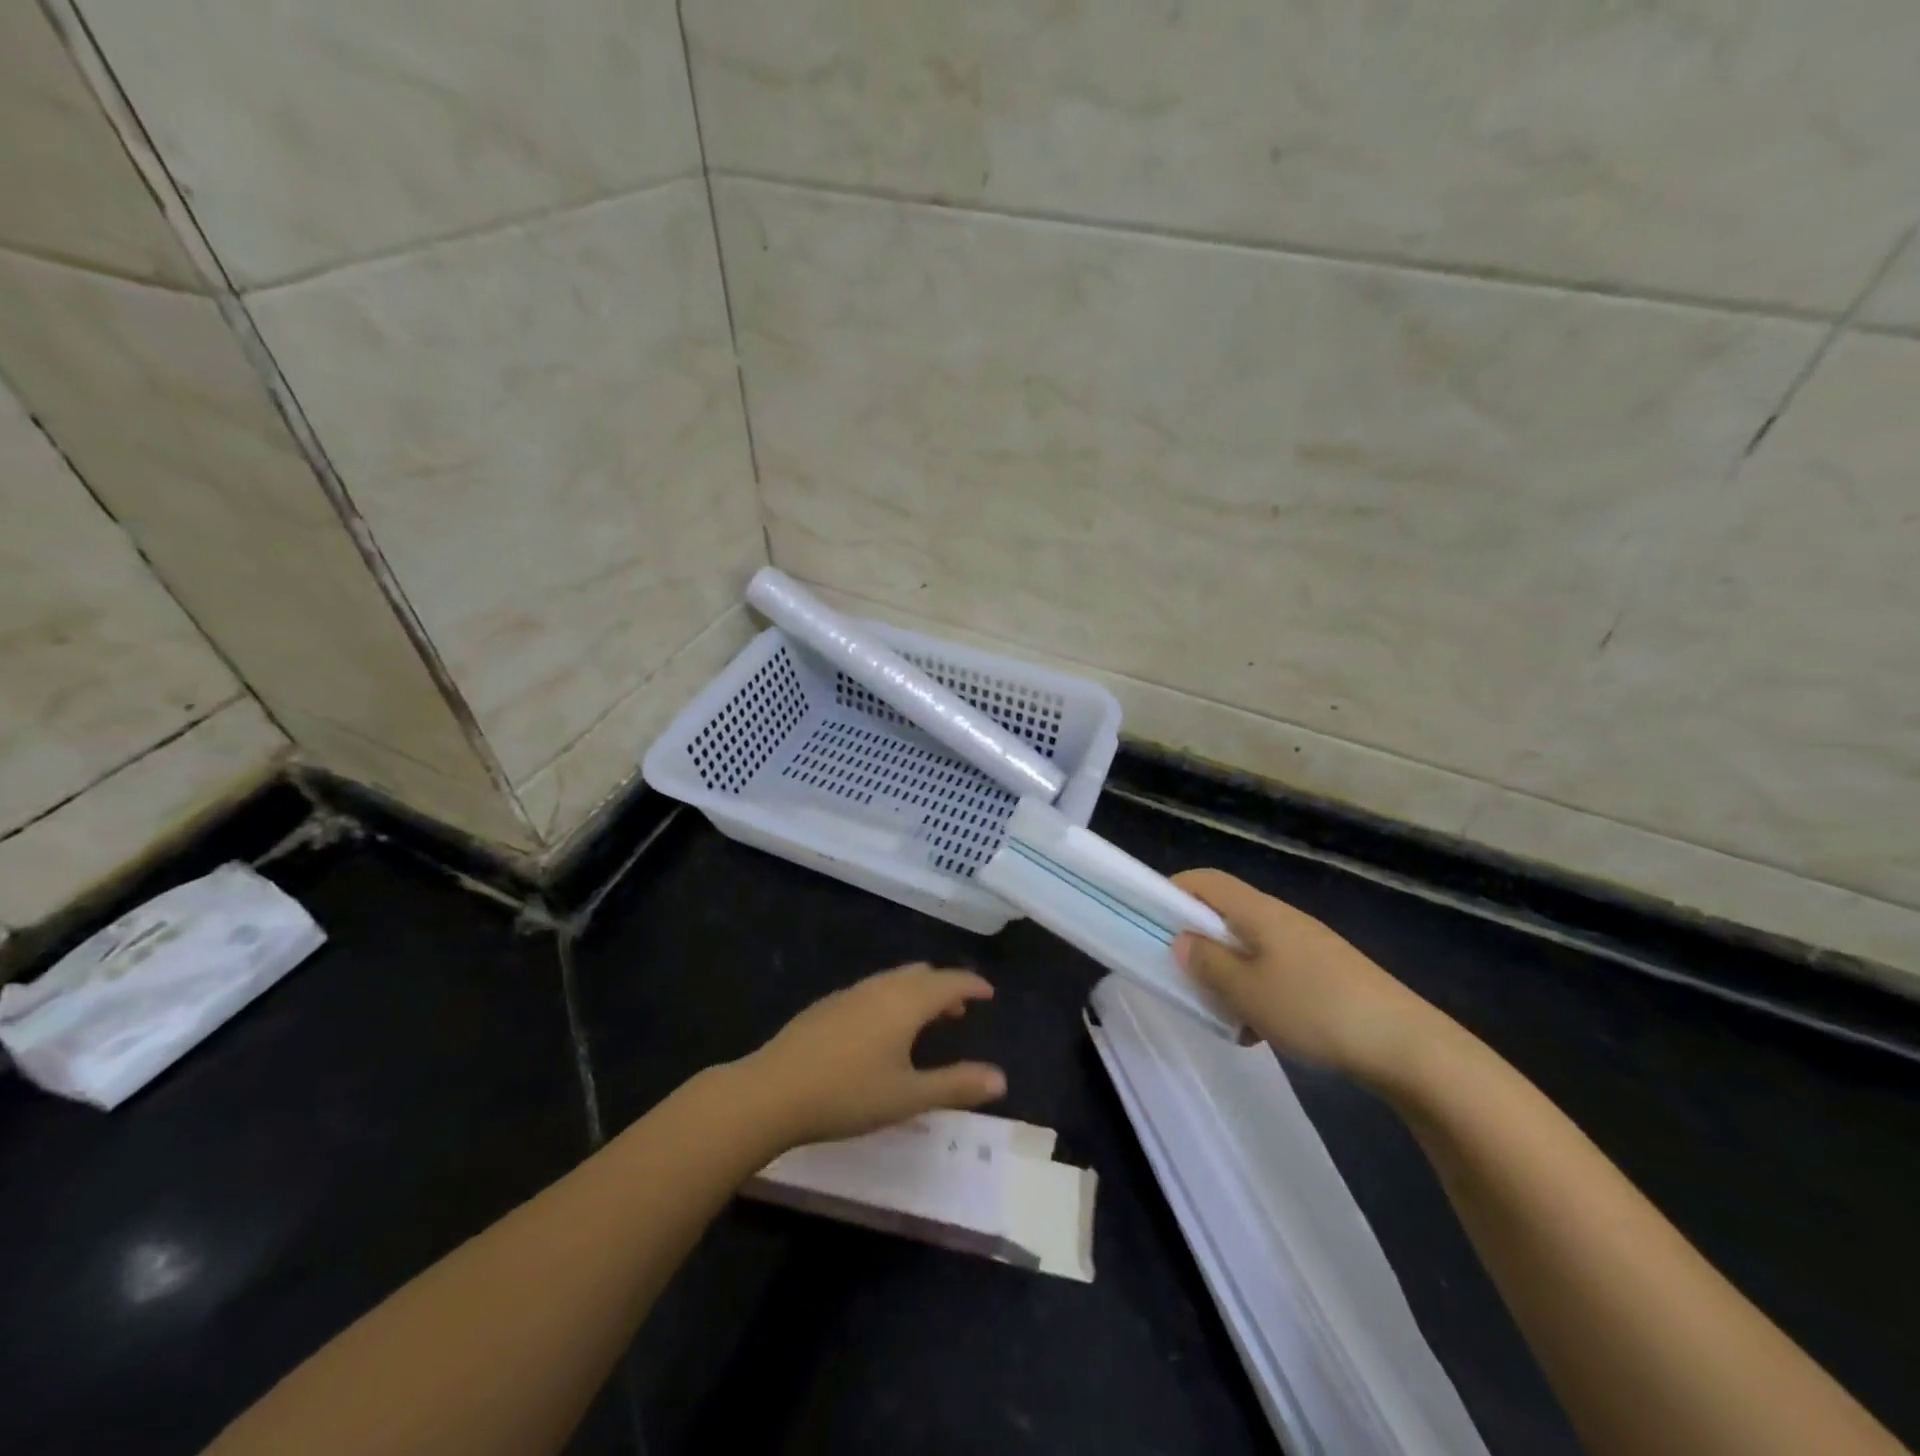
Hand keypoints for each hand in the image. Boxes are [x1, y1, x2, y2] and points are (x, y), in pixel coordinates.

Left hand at [740, 964, 1007, 1148]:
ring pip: (894, 980)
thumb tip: (1000, 1079)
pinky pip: (872, 990)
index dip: (972, 985)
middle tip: (960, 1011)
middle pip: (921, 975)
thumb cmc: (848, 1094)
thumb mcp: (908, 1096)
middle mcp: (880, 988)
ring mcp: (850, 994)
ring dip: (917, 992)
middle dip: (945, 987)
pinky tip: (880, 1030)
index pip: (949, 982)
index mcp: (905, 1002)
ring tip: (925, 1020)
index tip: (988, 993)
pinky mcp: (827, 1005)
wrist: (772, 1091)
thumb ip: (955, 1085)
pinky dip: (892, 998)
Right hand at [1172, 869, 1437, 1081]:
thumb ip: (1207, 963)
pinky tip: (1262, 1032)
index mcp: (1259, 912)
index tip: (1150, 920)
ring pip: (1250, 948)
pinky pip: (1276, 972)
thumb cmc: (1315, 1009)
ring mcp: (1308, 947)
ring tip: (1222, 1014)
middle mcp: (1282, 919)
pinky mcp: (1328, 975)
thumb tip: (1182, 942)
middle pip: (1226, 914)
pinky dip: (1257, 992)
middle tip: (1181, 975)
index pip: (1206, 880)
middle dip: (1198, 942)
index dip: (1172, 890)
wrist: (1409, 1047)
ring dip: (1228, 974)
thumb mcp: (1247, 991)